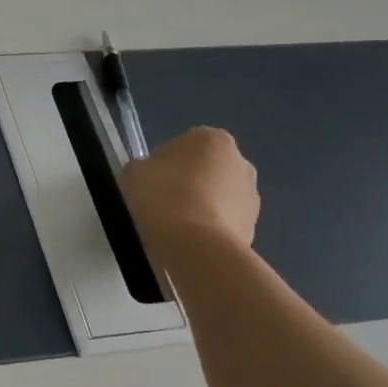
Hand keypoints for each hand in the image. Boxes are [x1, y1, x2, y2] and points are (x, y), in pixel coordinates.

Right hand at [120, 127, 259, 254]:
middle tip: (160, 202)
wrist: (197, 247)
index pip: (181, 144)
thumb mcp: (134, 172)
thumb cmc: (164, 198)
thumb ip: (145, 166)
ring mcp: (251, 196)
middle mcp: (241, 161)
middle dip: (186, 182)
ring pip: (216, 195)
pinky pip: (223, 221)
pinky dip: (208, 227)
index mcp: (212, 139)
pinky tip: (189, 240)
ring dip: (199, 205)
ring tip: (174, 226)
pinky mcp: (254, 226)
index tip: (149, 182)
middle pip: (204, 168)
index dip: (161, 163)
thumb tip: (155, 175)